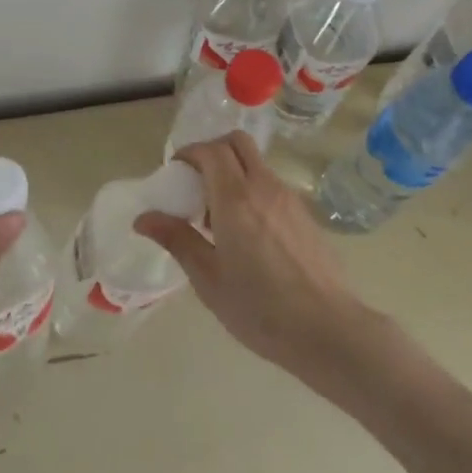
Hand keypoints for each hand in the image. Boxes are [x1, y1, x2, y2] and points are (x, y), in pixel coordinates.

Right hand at [135, 133, 369, 379]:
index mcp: (236, 199)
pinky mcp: (305, 215)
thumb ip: (177, 240)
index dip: (189, 152)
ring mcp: (289, 199)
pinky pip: (272, 186)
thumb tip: (144, 217)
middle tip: (196, 182)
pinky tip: (248, 233)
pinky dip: (253, 190)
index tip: (175, 172)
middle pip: (238, 143)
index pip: (211, 151)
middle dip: (213, 150)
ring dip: (234, 172)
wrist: (327, 329)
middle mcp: (264, 187)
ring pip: (257, 164)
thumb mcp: (208, 278)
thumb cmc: (259, 308)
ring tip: (218, 215)